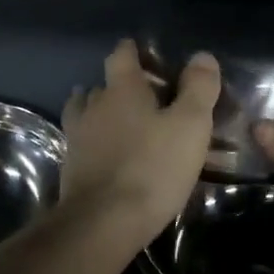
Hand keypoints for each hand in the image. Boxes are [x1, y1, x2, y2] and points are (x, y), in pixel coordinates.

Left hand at [61, 39, 220, 249]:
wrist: (103, 223)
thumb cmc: (153, 168)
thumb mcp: (190, 125)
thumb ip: (198, 88)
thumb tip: (202, 56)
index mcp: (122, 89)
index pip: (122, 55)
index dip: (134, 50)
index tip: (146, 53)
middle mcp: (94, 106)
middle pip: (103, 84)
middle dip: (122, 86)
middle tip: (149, 96)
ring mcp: (78, 138)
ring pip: (87, 112)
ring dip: (103, 112)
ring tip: (124, 122)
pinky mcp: (71, 168)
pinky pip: (84, 143)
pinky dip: (97, 141)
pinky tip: (109, 153)